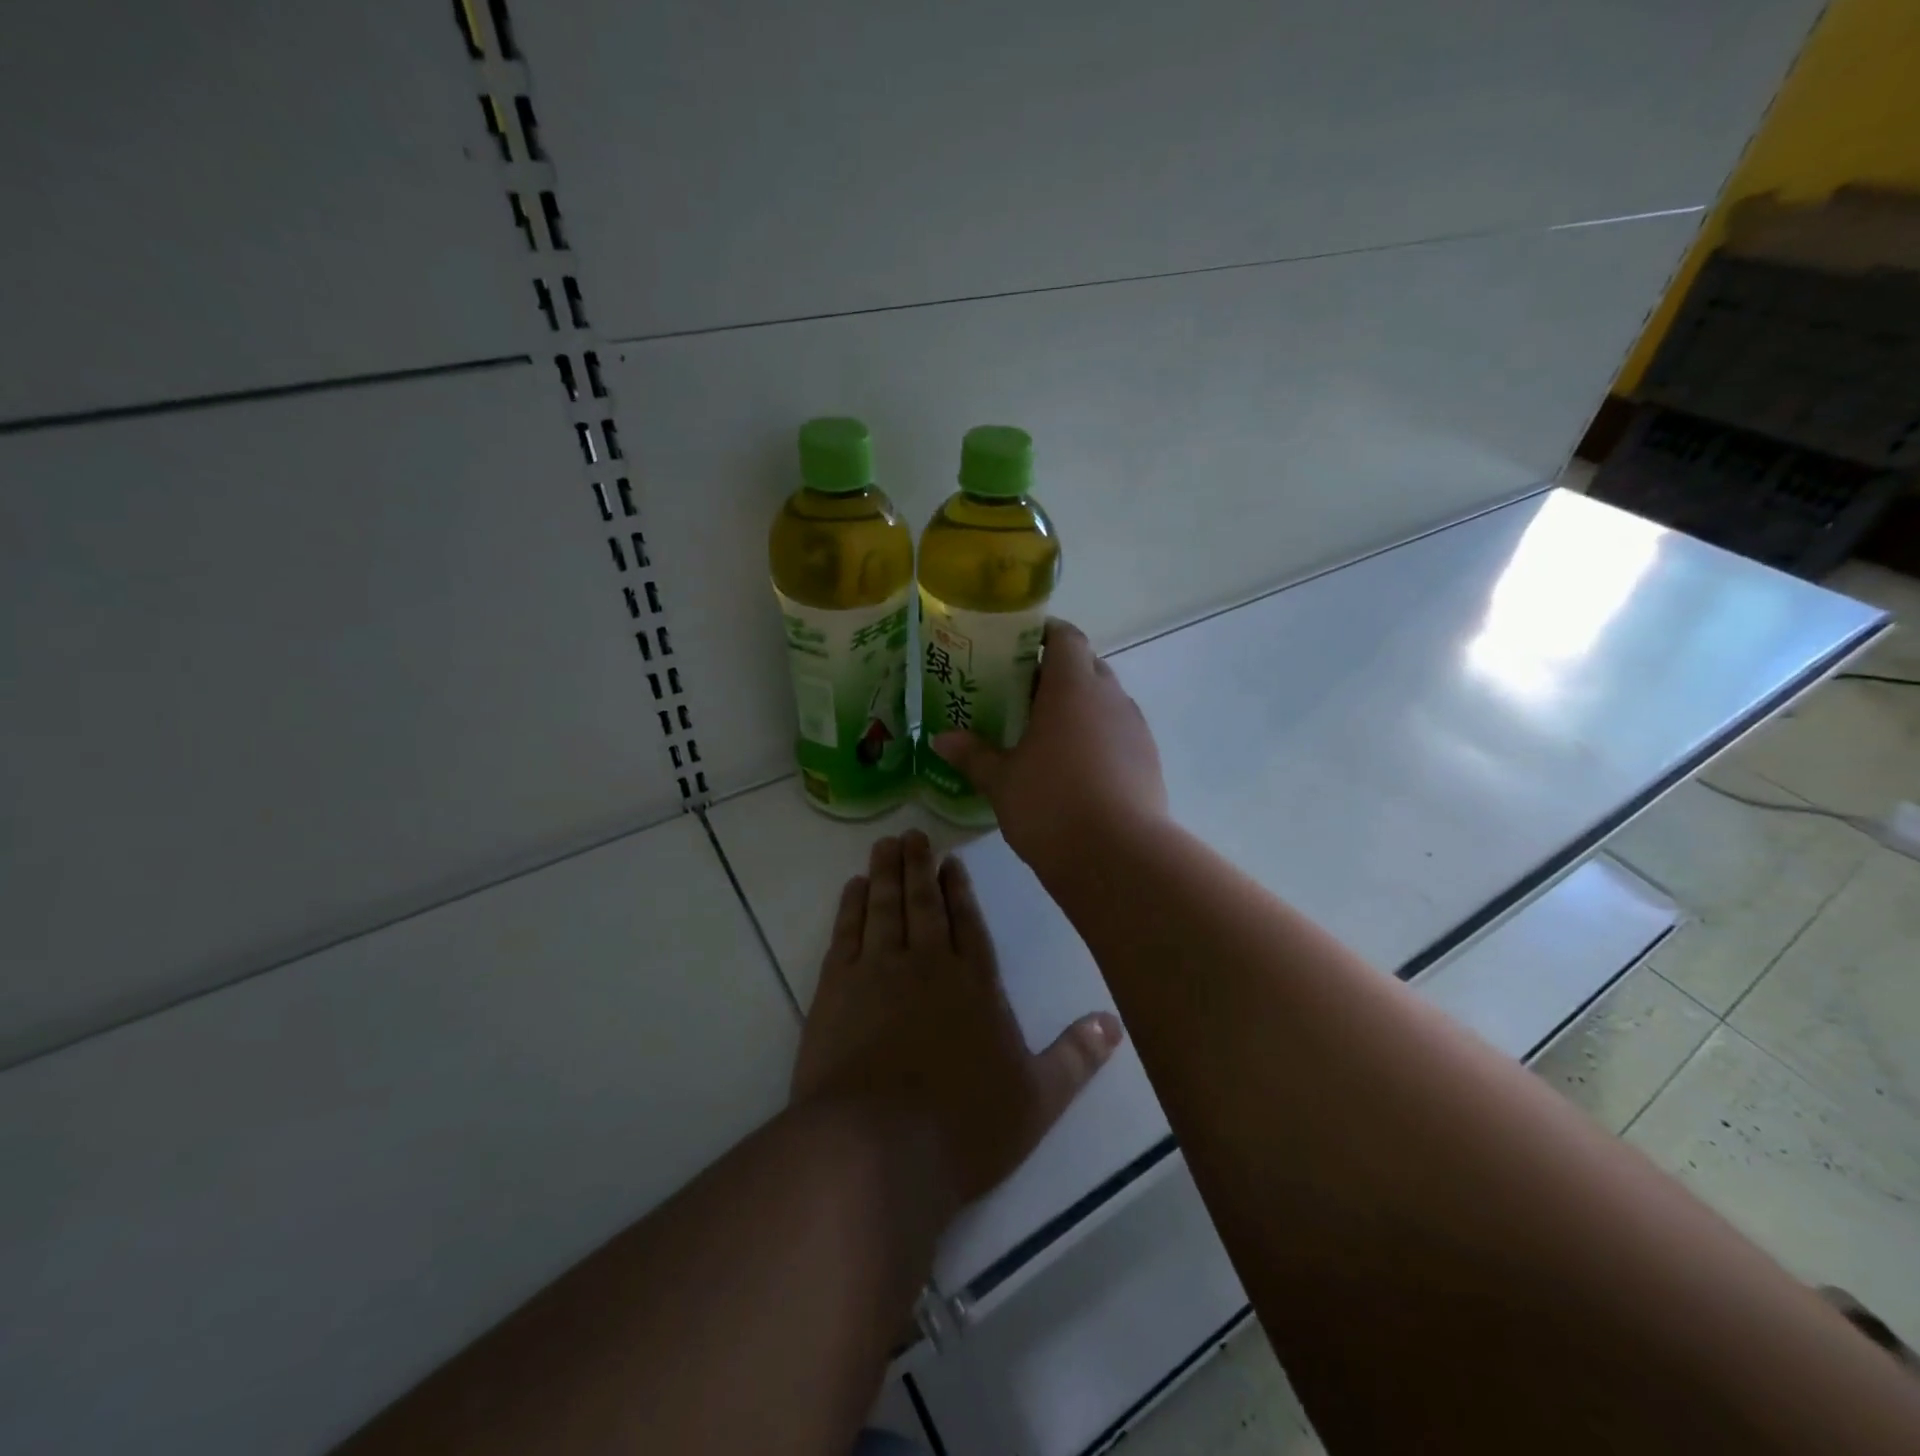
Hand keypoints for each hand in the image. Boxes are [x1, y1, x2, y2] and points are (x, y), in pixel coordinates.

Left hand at [791, 831, 1122, 1208]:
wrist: (876, 1150)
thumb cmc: (963, 1126)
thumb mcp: (1037, 1099)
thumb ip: (1076, 1056)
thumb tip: (1115, 1022)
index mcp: (974, 983)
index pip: (968, 922)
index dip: (960, 888)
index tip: (951, 860)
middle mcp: (926, 964)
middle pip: (923, 903)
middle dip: (919, 866)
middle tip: (912, 835)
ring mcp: (876, 972)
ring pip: (884, 907)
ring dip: (884, 873)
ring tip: (885, 844)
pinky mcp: (835, 989)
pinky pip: (845, 933)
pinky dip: (849, 907)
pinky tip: (852, 889)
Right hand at [931, 619, 1167, 875]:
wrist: (1118, 857)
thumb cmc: (1051, 805)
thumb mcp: (1001, 781)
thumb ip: (973, 755)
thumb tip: (940, 739)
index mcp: (1072, 687)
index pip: (1065, 637)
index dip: (1043, 634)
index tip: (1017, 647)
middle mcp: (1109, 697)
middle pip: (1086, 666)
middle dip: (1056, 673)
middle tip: (1021, 695)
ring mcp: (1134, 728)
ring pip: (1105, 700)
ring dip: (1079, 706)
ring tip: (1046, 733)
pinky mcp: (1149, 760)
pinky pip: (1119, 732)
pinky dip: (1097, 736)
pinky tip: (1075, 767)